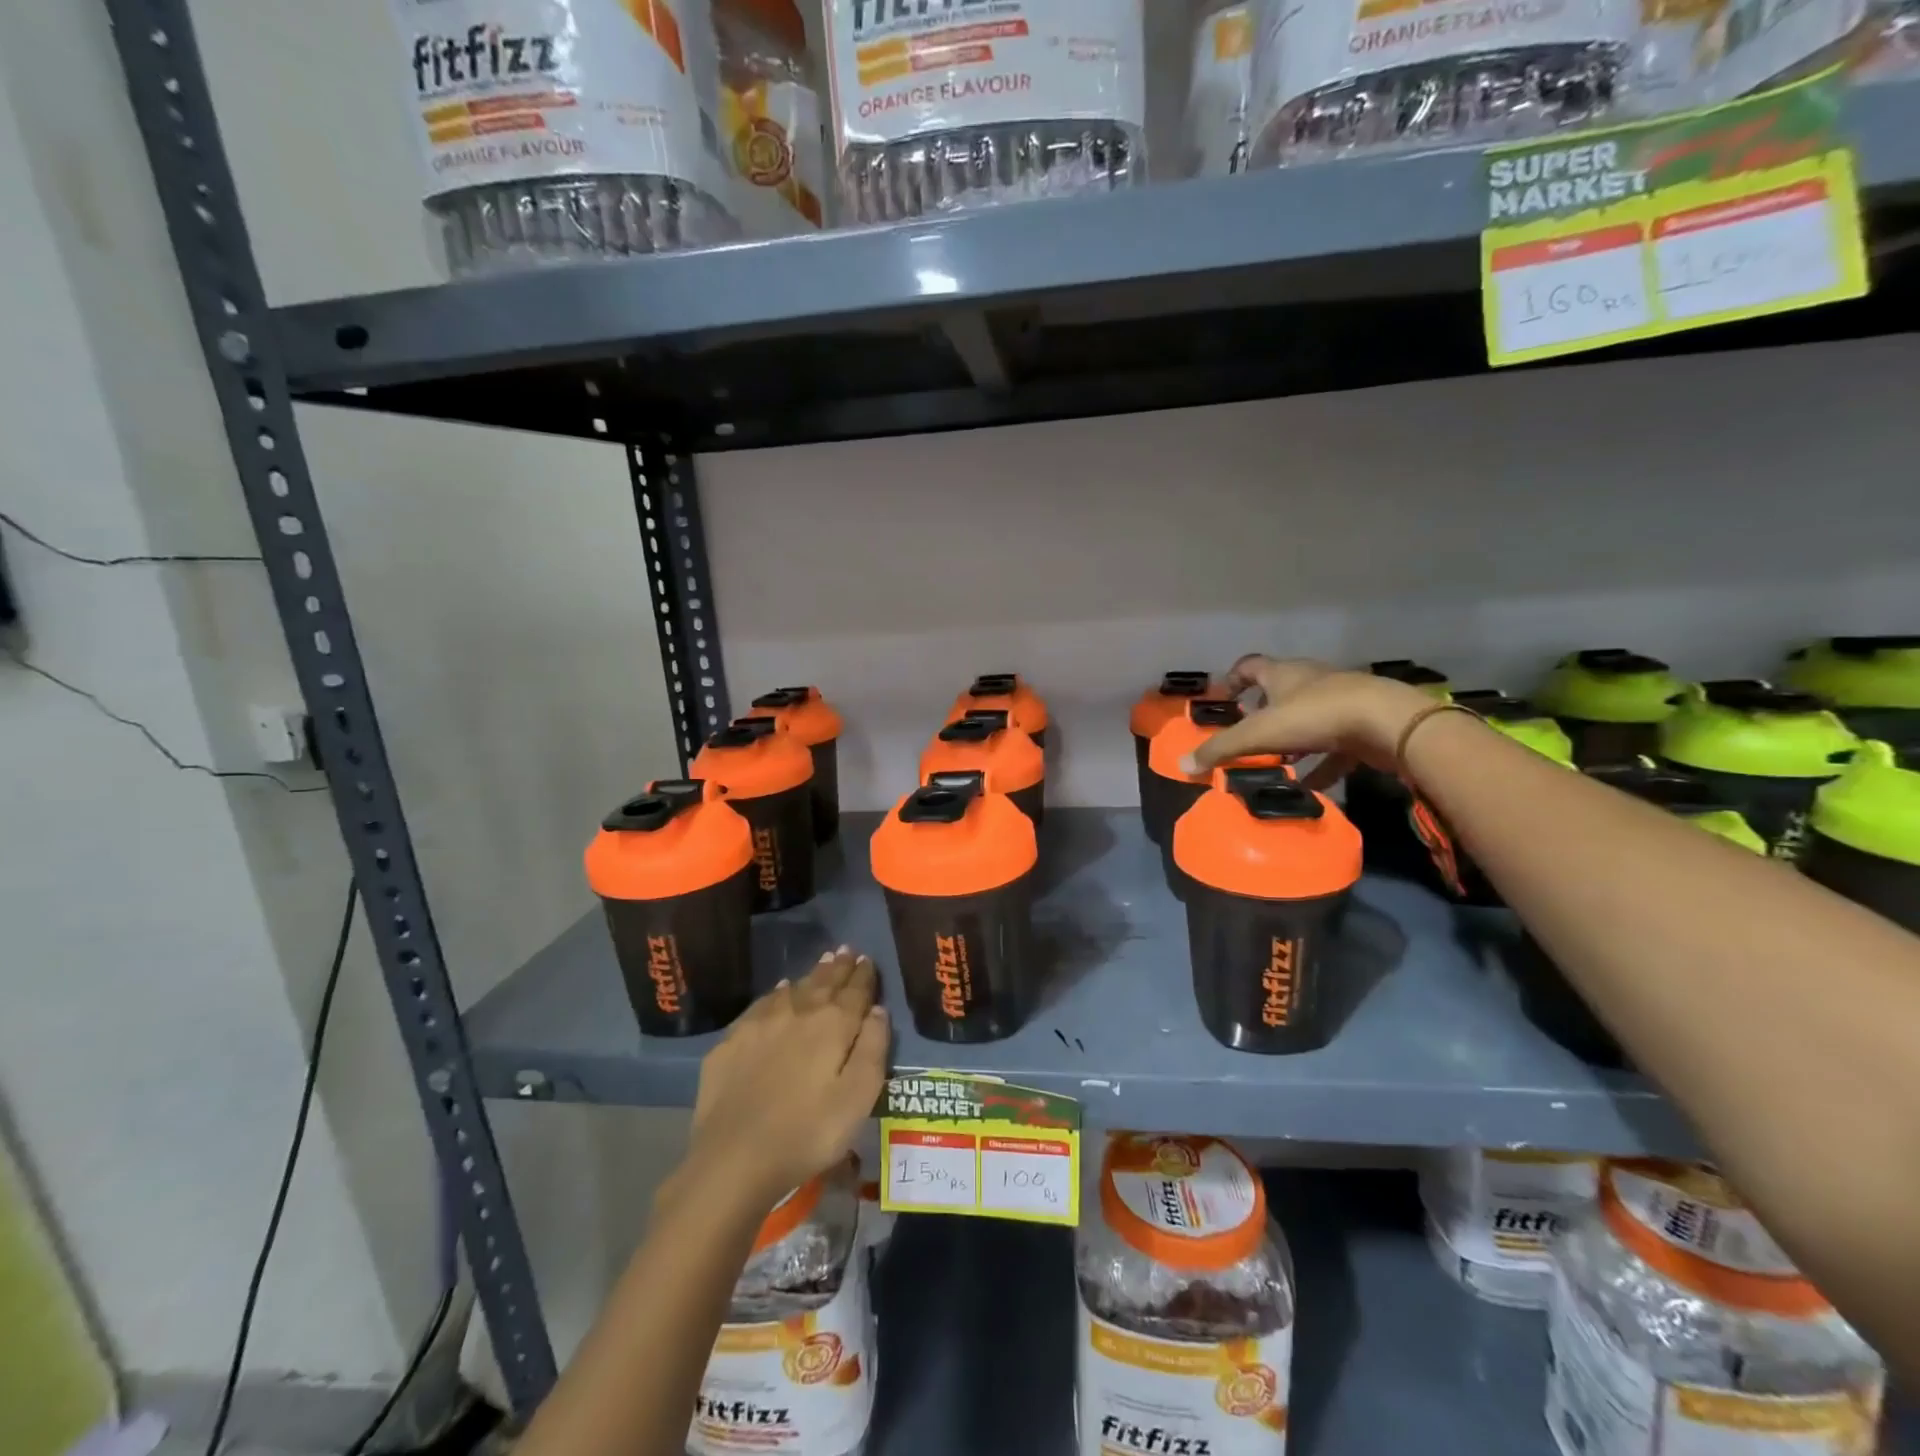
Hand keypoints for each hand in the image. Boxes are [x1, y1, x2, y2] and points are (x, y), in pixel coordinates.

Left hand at [682, 949, 890, 1211]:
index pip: (855, 991)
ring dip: (811, 975)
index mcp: (833, 1025)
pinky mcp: (732, 1041)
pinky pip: (762, 1004)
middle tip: (846, 950)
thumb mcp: (858, 1098)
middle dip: (838, 967)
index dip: (864, 975)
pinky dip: (777, 994)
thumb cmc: (808, 1133)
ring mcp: (761, 1024)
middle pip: (823, 983)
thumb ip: (873, 1049)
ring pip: (793, 989)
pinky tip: (780, 992)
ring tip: (822, 963)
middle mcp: (798, 1013)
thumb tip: (878, 1010)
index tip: (868, 959)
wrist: (734, 1158)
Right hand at [1189, 658, 1435, 788]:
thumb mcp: (1259, 734)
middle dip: (1263, 710)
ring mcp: (1341, 700)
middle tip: (1248, 733)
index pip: (1250, 666)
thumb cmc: (1315, 716)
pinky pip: (1336, 745)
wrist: (1388, 723)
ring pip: (1310, 716)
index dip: (1234, 679)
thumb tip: (1182, 766)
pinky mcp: (1363, 724)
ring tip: (1279, 760)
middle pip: (1281, 689)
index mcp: (1283, 673)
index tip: (1224, 698)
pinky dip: (1322, 763)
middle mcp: (1311, 680)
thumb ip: (1220, 749)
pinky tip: (1312, 784)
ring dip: (1293, 737)